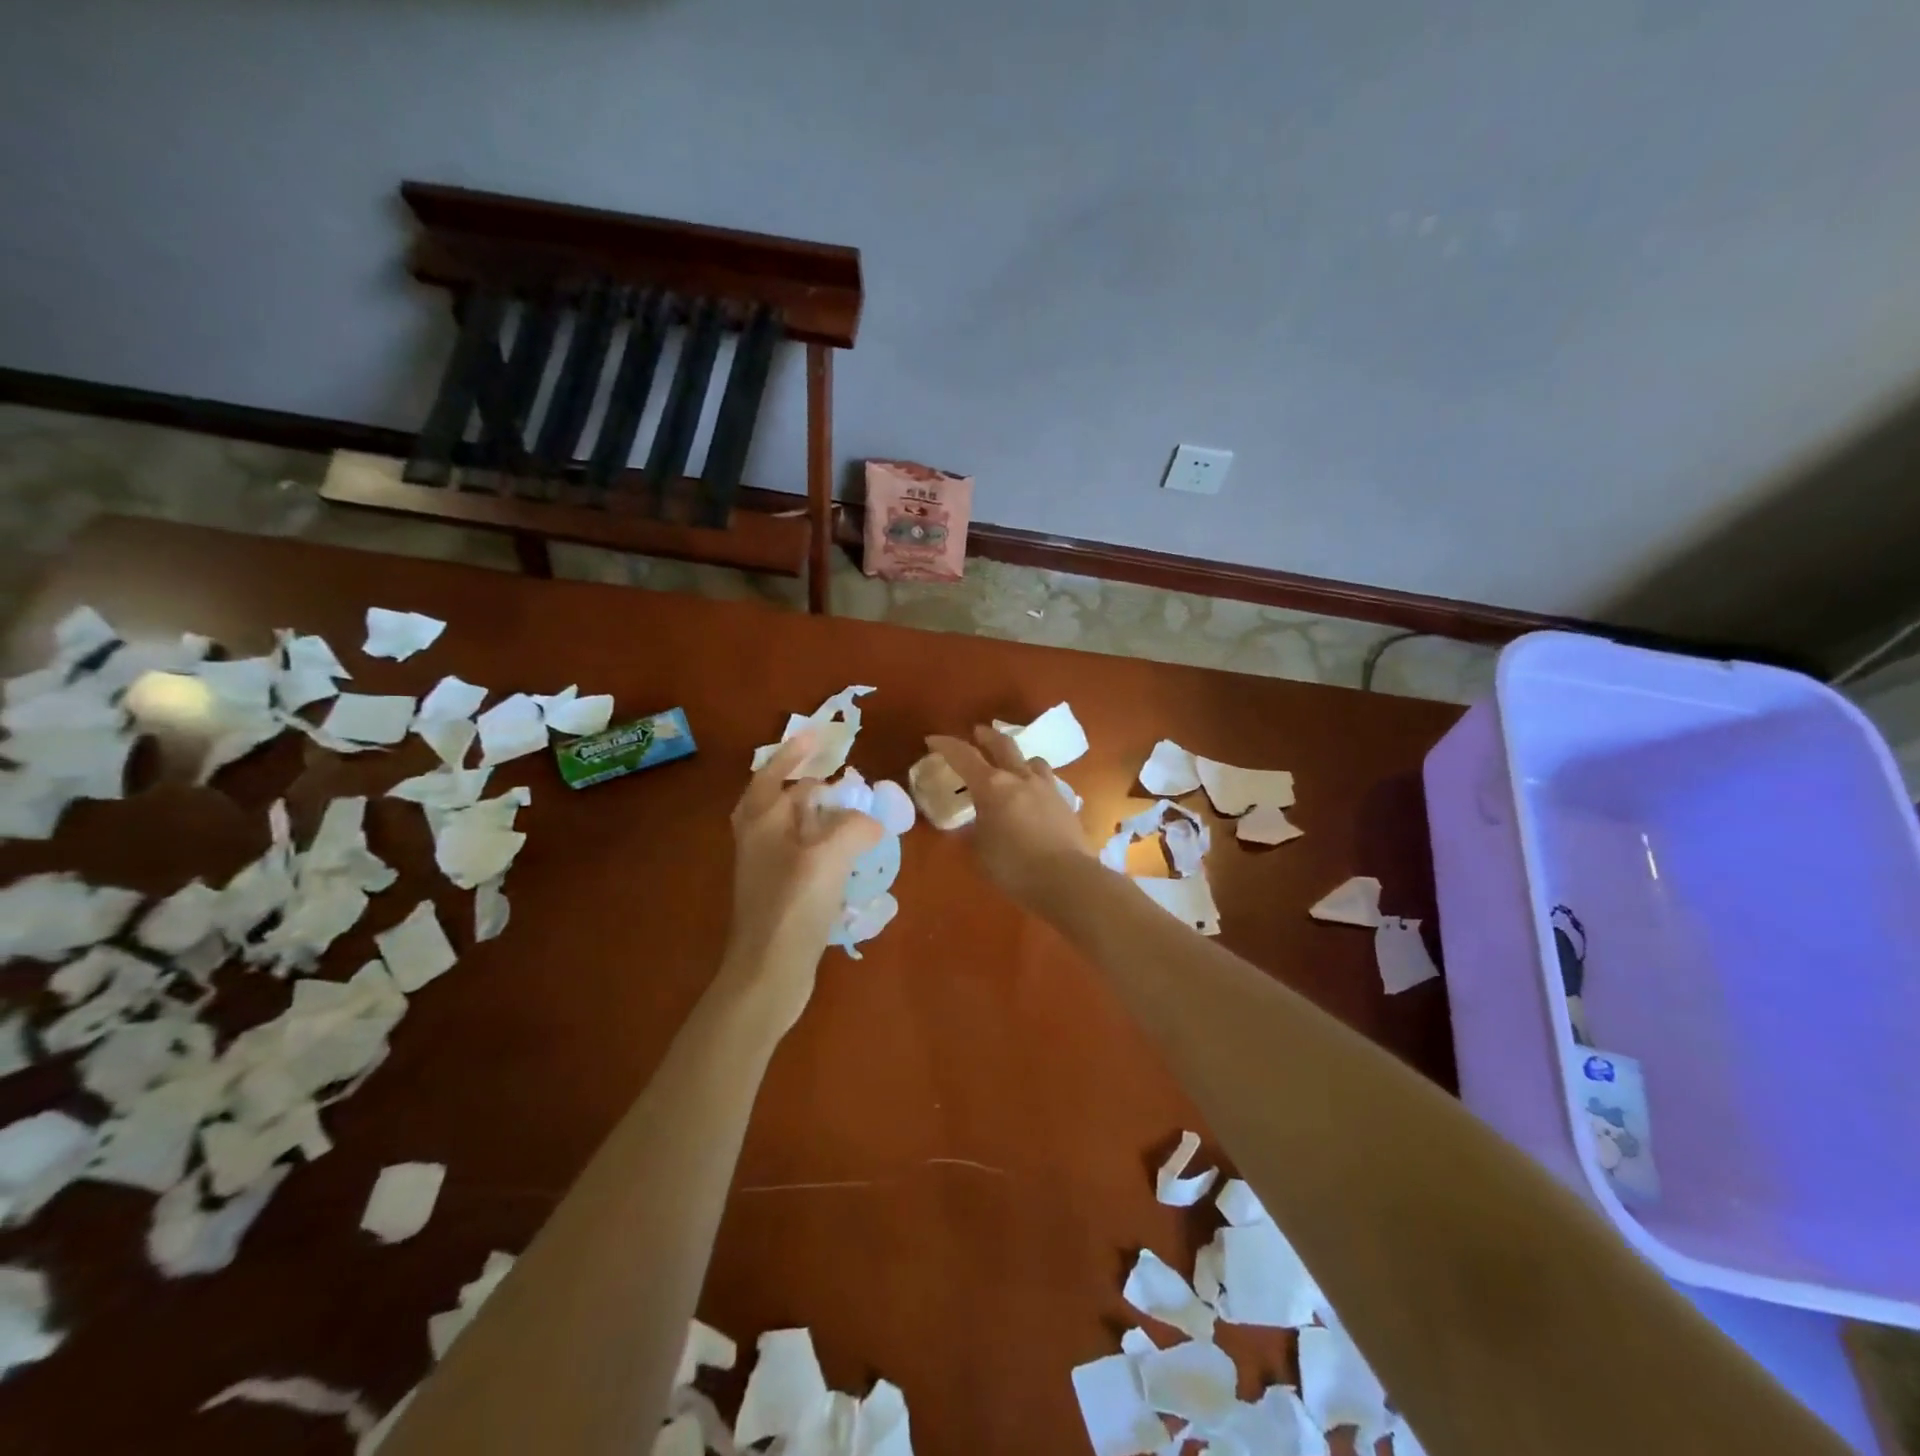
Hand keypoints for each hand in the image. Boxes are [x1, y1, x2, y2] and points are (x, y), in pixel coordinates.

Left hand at [723, 733, 884, 1029]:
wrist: (767, 973)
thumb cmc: (792, 907)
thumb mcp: (828, 857)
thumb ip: (854, 827)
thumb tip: (869, 821)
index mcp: (762, 822)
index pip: (773, 774)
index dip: (795, 752)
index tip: (819, 735)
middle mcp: (759, 841)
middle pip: (780, 800)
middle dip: (810, 785)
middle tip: (841, 777)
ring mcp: (767, 870)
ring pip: (793, 829)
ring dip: (819, 816)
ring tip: (852, 813)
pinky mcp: (780, 894)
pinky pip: (804, 855)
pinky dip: (825, 846)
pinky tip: (849, 856)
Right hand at [927, 727, 1090, 909]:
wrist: (1067, 879)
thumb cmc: (1014, 867)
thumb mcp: (980, 852)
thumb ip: (972, 832)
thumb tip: (968, 824)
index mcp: (992, 786)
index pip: (964, 756)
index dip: (946, 745)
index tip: (933, 740)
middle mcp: (1020, 778)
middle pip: (1002, 744)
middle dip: (986, 736)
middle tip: (977, 733)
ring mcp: (1047, 787)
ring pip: (1031, 760)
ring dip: (1017, 758)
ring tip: (1012, 765)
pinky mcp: (1065, 802)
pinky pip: (1047, 782)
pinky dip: (1035, 781)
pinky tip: (1034, 796)